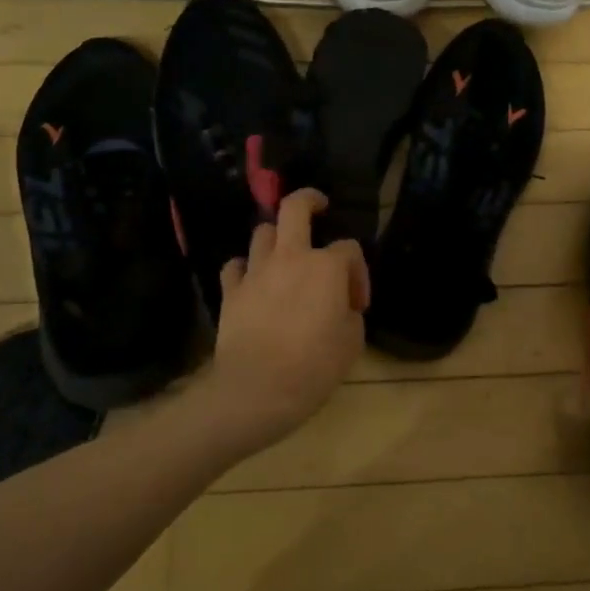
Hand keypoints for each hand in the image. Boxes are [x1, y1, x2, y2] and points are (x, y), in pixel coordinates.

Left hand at [208, 189, 369, 456]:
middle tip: (318, 206)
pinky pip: (235, 266)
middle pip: (294, 208)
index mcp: (326, 267)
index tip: (357, 304)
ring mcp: (256, 272)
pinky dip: (245, 268)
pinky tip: (252, 282)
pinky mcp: (231, 291)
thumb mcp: (352, 343)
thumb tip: (341, 307)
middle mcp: (290, 258)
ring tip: (284, 255)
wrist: (257, 390)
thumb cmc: (314, 366)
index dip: (359, 272)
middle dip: (309, 200)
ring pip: (263, 233)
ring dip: (276, 239)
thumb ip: (350, 314)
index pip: (350, 250)